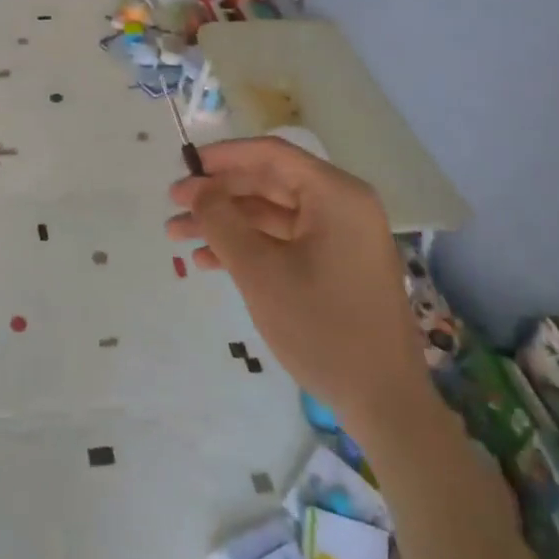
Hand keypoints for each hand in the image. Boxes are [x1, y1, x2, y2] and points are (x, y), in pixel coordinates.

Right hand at [168, 137, 436, 434]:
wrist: (384, 403)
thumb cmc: (322, 327)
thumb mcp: (260, 271)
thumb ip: (221, 221)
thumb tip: (196, 187)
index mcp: (335, 194)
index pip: (270, 154)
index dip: (223, 156)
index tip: (183, 167)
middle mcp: (342, 205)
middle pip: (269, 182)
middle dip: (218, 194)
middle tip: (173, 206)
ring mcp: (341, 237)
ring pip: (272, 213)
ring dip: (226, 222)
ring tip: (178, 235)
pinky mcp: (337, 265)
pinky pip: (285, 240)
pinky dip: (249, 245)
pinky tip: (210, 261)